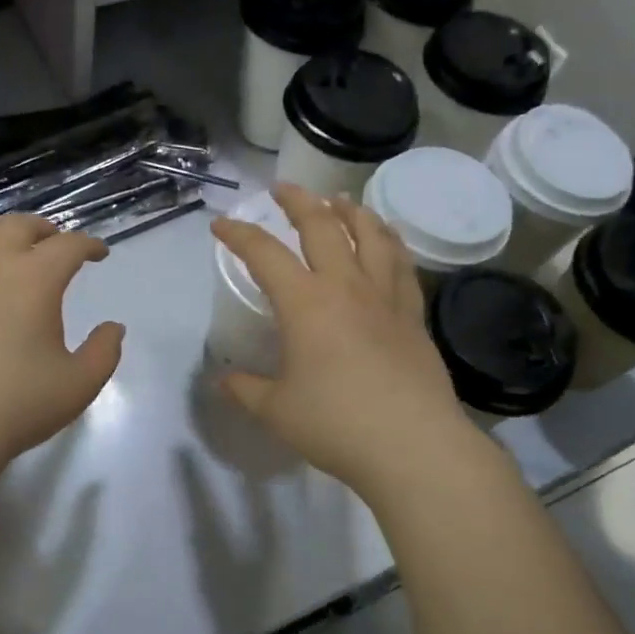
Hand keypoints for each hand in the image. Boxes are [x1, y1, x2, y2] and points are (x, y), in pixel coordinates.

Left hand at [0, 214, 123, 482]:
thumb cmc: (19, 405)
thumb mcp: (80, 384)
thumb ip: (105, 351)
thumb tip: (114, 327)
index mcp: (35, 279)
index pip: (69, 245)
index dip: (90, 244)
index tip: (99, 254)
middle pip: (17, 224)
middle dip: (43, 228)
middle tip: (54, 245)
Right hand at [211, 184, 476, 495]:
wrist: (413, 445)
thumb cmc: (336, 424)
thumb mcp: (276, 410)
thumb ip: (245, 390)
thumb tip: (223, 380)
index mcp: (305, 303)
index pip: (265, 254)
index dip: (238, 235)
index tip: (221, 225)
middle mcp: (346, 287)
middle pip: (322, 227)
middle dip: (298, 201)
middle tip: (282, 188)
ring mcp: (386, 298)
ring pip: (371, 235)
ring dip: (351, 211)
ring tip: (339, 200)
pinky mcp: (414, 316)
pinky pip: (402, 265)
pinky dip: (390, 242)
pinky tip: (388, 240)